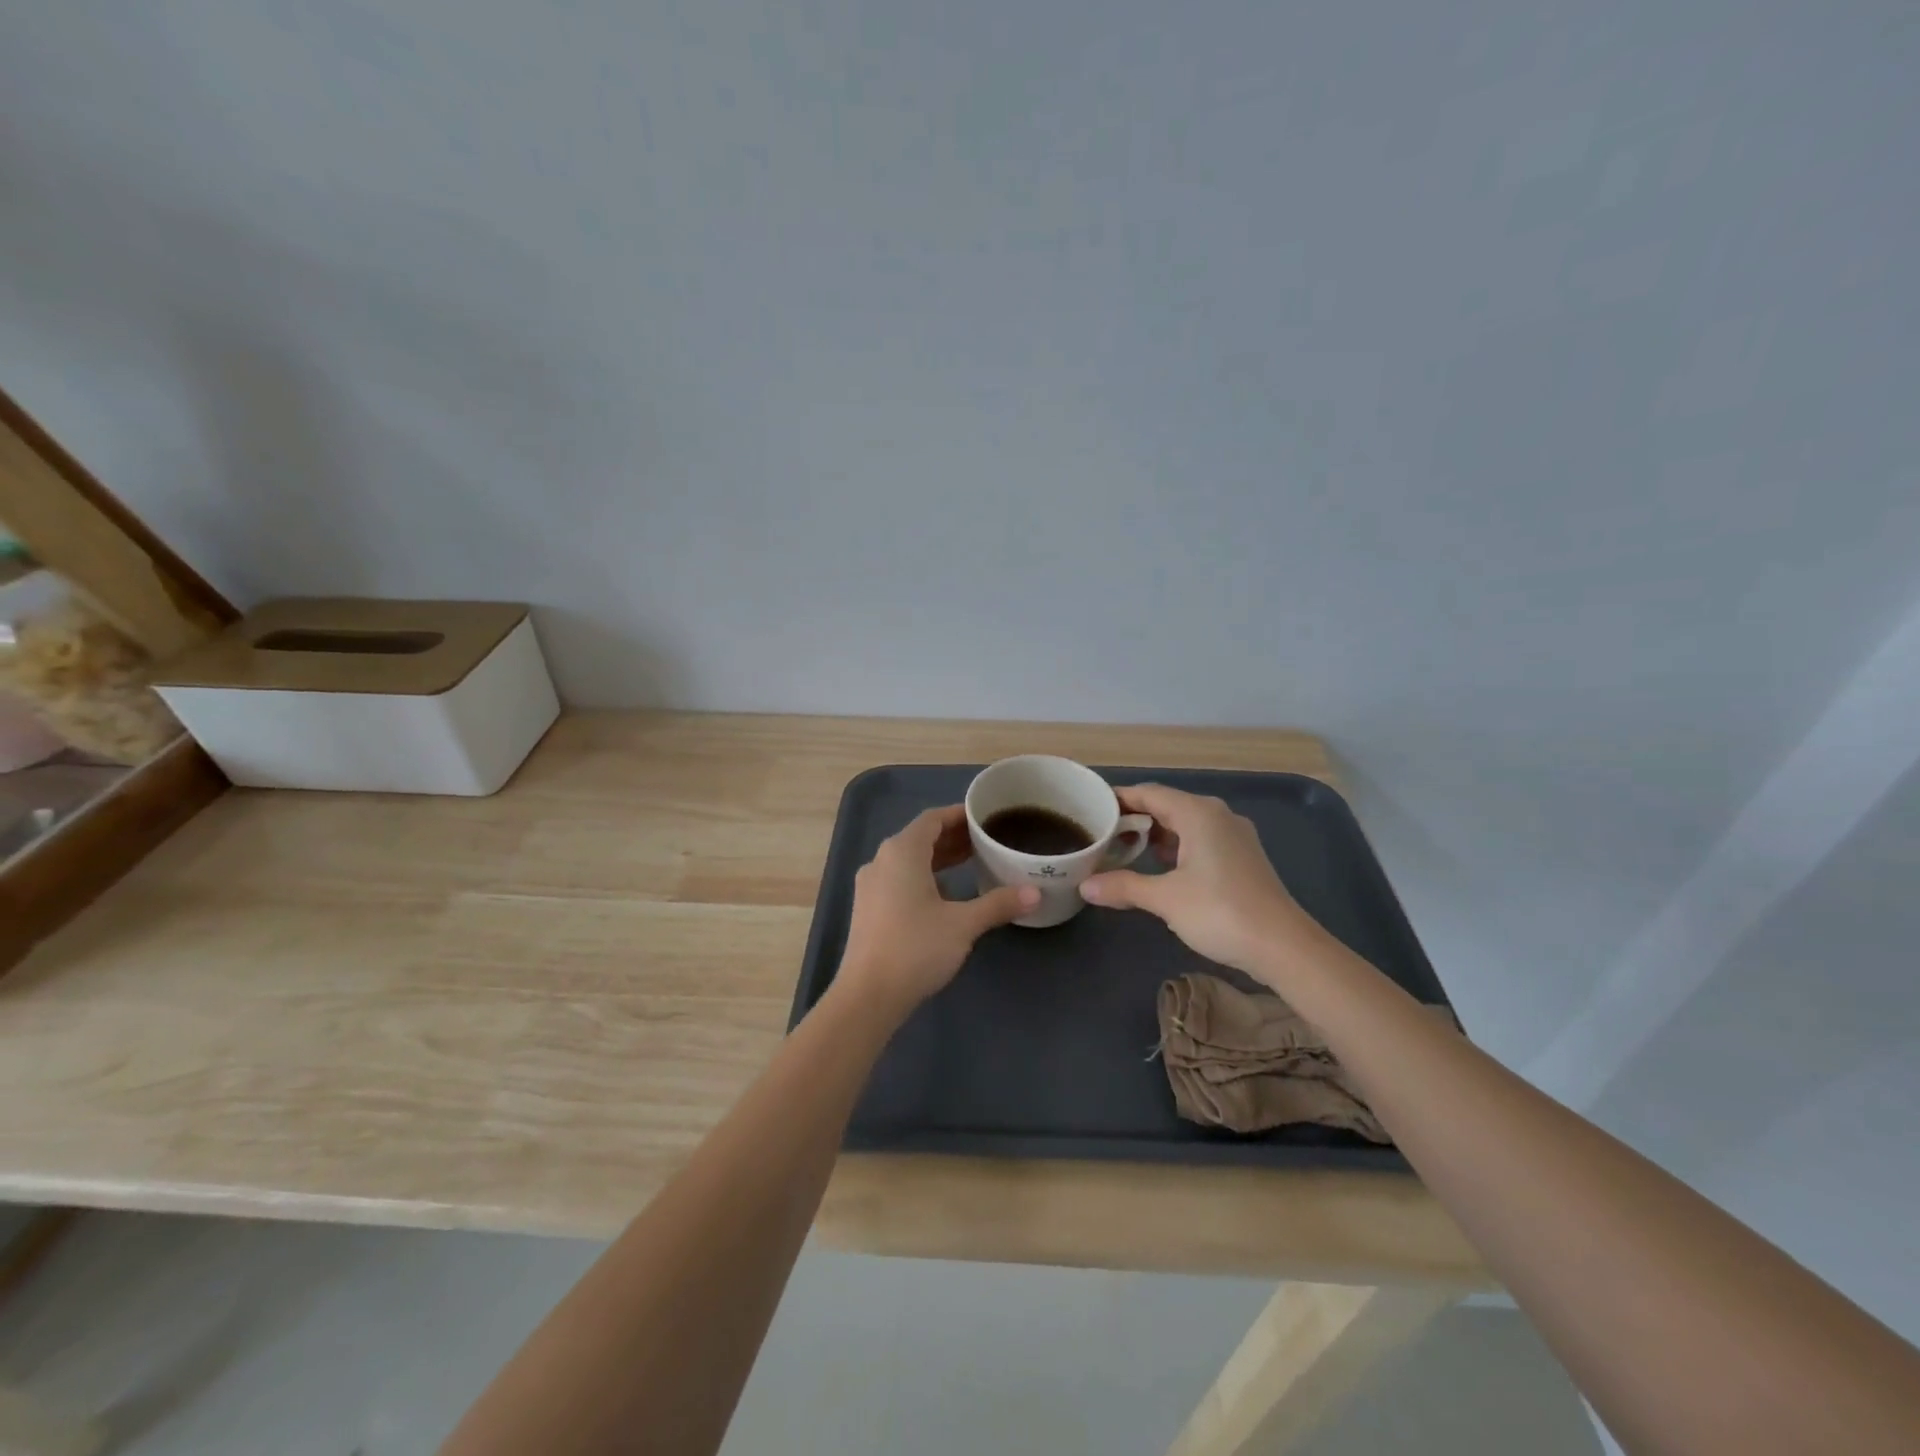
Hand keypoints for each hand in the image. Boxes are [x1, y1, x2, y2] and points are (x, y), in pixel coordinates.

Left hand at [836, 805, 1038, 1012]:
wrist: (868, 995)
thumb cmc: (916, 948)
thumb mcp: (963, 924)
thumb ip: (998, 904)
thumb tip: (1035, 893)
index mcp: (902, 852)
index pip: (932, 819)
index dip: (959, 815)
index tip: (985, 817)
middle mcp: (881, 860)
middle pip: (920, 838)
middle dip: (953, 837)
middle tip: (986, 840)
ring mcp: (870, 885)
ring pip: (909, 860)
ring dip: (939, 858)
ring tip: (972, 862)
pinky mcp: (868, 908)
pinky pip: (899, 878)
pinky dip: (924, 877)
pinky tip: (946, 894)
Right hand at [1079, 784, 1313, 978]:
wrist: (1284, 947)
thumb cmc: (1220, 912)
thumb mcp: (1165, 899)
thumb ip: (1123, 887)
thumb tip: (1085, 885)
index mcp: (1198, 813)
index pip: (1149, 793)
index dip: (1118, 799)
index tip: (1090, 809)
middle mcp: (1217, 815)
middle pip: (1167, 805)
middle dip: (1134, 818)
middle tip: (1100, 833)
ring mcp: (1234, 836)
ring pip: (1185, 824)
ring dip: (1155, 835)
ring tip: (1123, 851)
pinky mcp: (1242, 857)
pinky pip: (1200, 840)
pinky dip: (1176, 848)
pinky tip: (1161, 869)